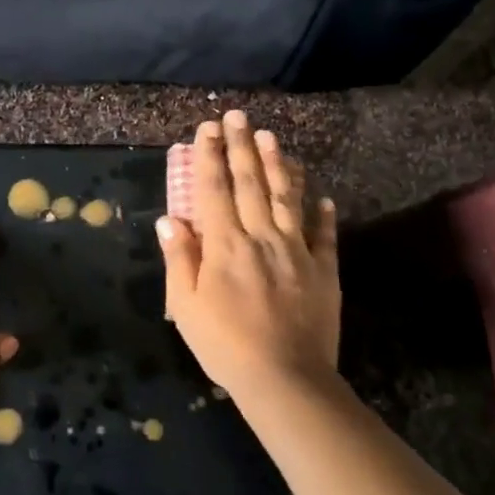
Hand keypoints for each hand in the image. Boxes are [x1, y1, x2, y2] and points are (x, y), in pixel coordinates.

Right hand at [156, 112, 339, 404]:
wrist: (285, 378)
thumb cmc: (225, 344)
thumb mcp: (186, 306)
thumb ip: (179, 259)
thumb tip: (170, 219)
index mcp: (225, 244)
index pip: (214, 189)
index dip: (210, 156)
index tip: (208, 128)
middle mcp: (262, 236)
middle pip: (251, 183)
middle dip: (242, 146)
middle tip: (239, 116)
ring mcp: (297, 251)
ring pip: (288, 198)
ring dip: (279, 165)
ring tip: (272, 137)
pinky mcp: (324, 271)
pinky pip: (324, 235)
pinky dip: (323, 214)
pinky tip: (322, 197)